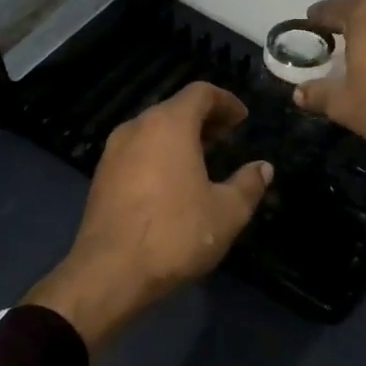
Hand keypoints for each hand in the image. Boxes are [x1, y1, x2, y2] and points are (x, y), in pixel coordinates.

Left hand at [24, 83, 271, 351]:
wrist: (110, 272)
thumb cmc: (176, 234)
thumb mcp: (227, 212)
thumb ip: (249, 184)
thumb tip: (263, 168)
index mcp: (169, 125)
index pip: (200, 93)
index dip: (226, 101)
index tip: (243, 119)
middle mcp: (137, 128)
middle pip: (175, 109)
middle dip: (204, 119)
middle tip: (228, 138)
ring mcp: (114, 152)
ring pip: (153, 130)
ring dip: (181, 137)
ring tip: (204, 159)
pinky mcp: (102, 177)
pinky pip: (138, 151)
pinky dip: (160, 154)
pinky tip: (174, 182)